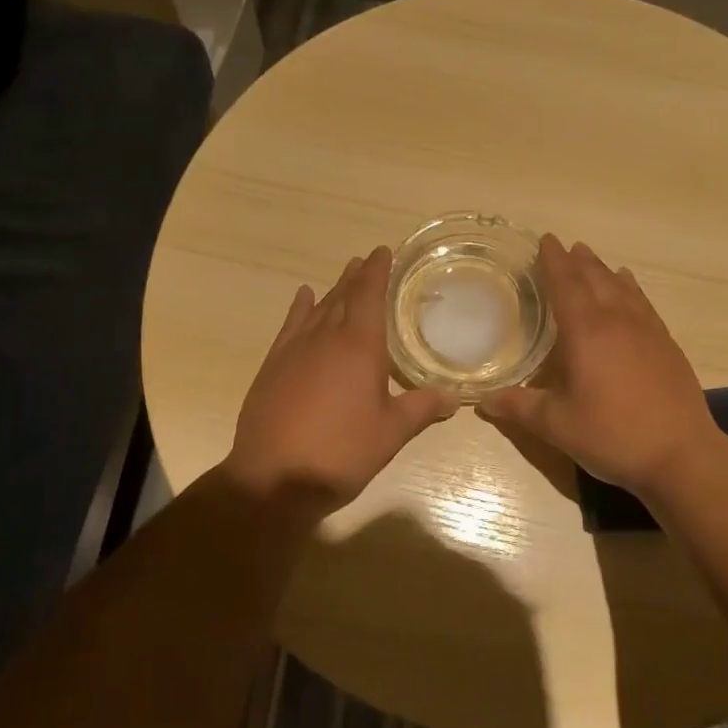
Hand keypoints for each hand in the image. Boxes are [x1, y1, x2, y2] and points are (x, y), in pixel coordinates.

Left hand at [224, 246, 457, 511]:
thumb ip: (421, 409)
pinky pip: (290, 325)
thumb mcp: (390, 433)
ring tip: (344, 275)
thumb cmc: (341, 452)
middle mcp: (326, 338)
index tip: (382, 251)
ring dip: (333, 290)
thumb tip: (454, 397)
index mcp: (359, 347)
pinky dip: (299, 308)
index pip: (370, 296)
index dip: (377, 272)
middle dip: (357, 277)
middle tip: (366, 261)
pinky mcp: (273, 365)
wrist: (274, 476)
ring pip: (318, 308)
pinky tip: (303, 298)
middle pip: (343, 297)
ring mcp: (295, 350)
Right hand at [479, 236, 720, 498]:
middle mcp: (617, 321)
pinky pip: (642, 303)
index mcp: (586, 332)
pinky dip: (630, 288)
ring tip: (590, 258)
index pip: (565, 285)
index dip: (553, 261)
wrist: (681, 455)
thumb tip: (484, 401)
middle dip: (576, 261)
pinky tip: (628, 288)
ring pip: (621, 287)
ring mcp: (647, 330)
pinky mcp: (666, 344)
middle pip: (594, 279)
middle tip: (563, 246)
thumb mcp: (557, 425)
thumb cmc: (612, 435)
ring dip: (602, 270)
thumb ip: (520, 408)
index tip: (545, 240)